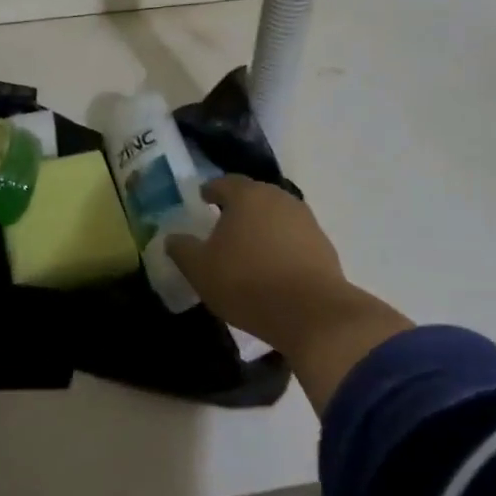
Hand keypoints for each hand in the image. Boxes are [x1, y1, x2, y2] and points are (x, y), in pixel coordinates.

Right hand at [165, 177, 345, 348]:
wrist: (310, 312)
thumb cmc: (246, 282)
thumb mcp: (200, 269)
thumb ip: (182, 249)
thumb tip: (172, 238)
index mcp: (246, 195)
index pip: (224, 182)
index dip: (210, 190)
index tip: (202, 199)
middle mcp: (279, 198)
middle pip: (253, 195)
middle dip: (237, 206)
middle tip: (222, 222)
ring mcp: (306, 220)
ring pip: (276, 215)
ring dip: (261, 225)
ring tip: (247, 246)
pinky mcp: (323, 244)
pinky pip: (294, 237)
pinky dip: (280, 244)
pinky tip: (272, 265)